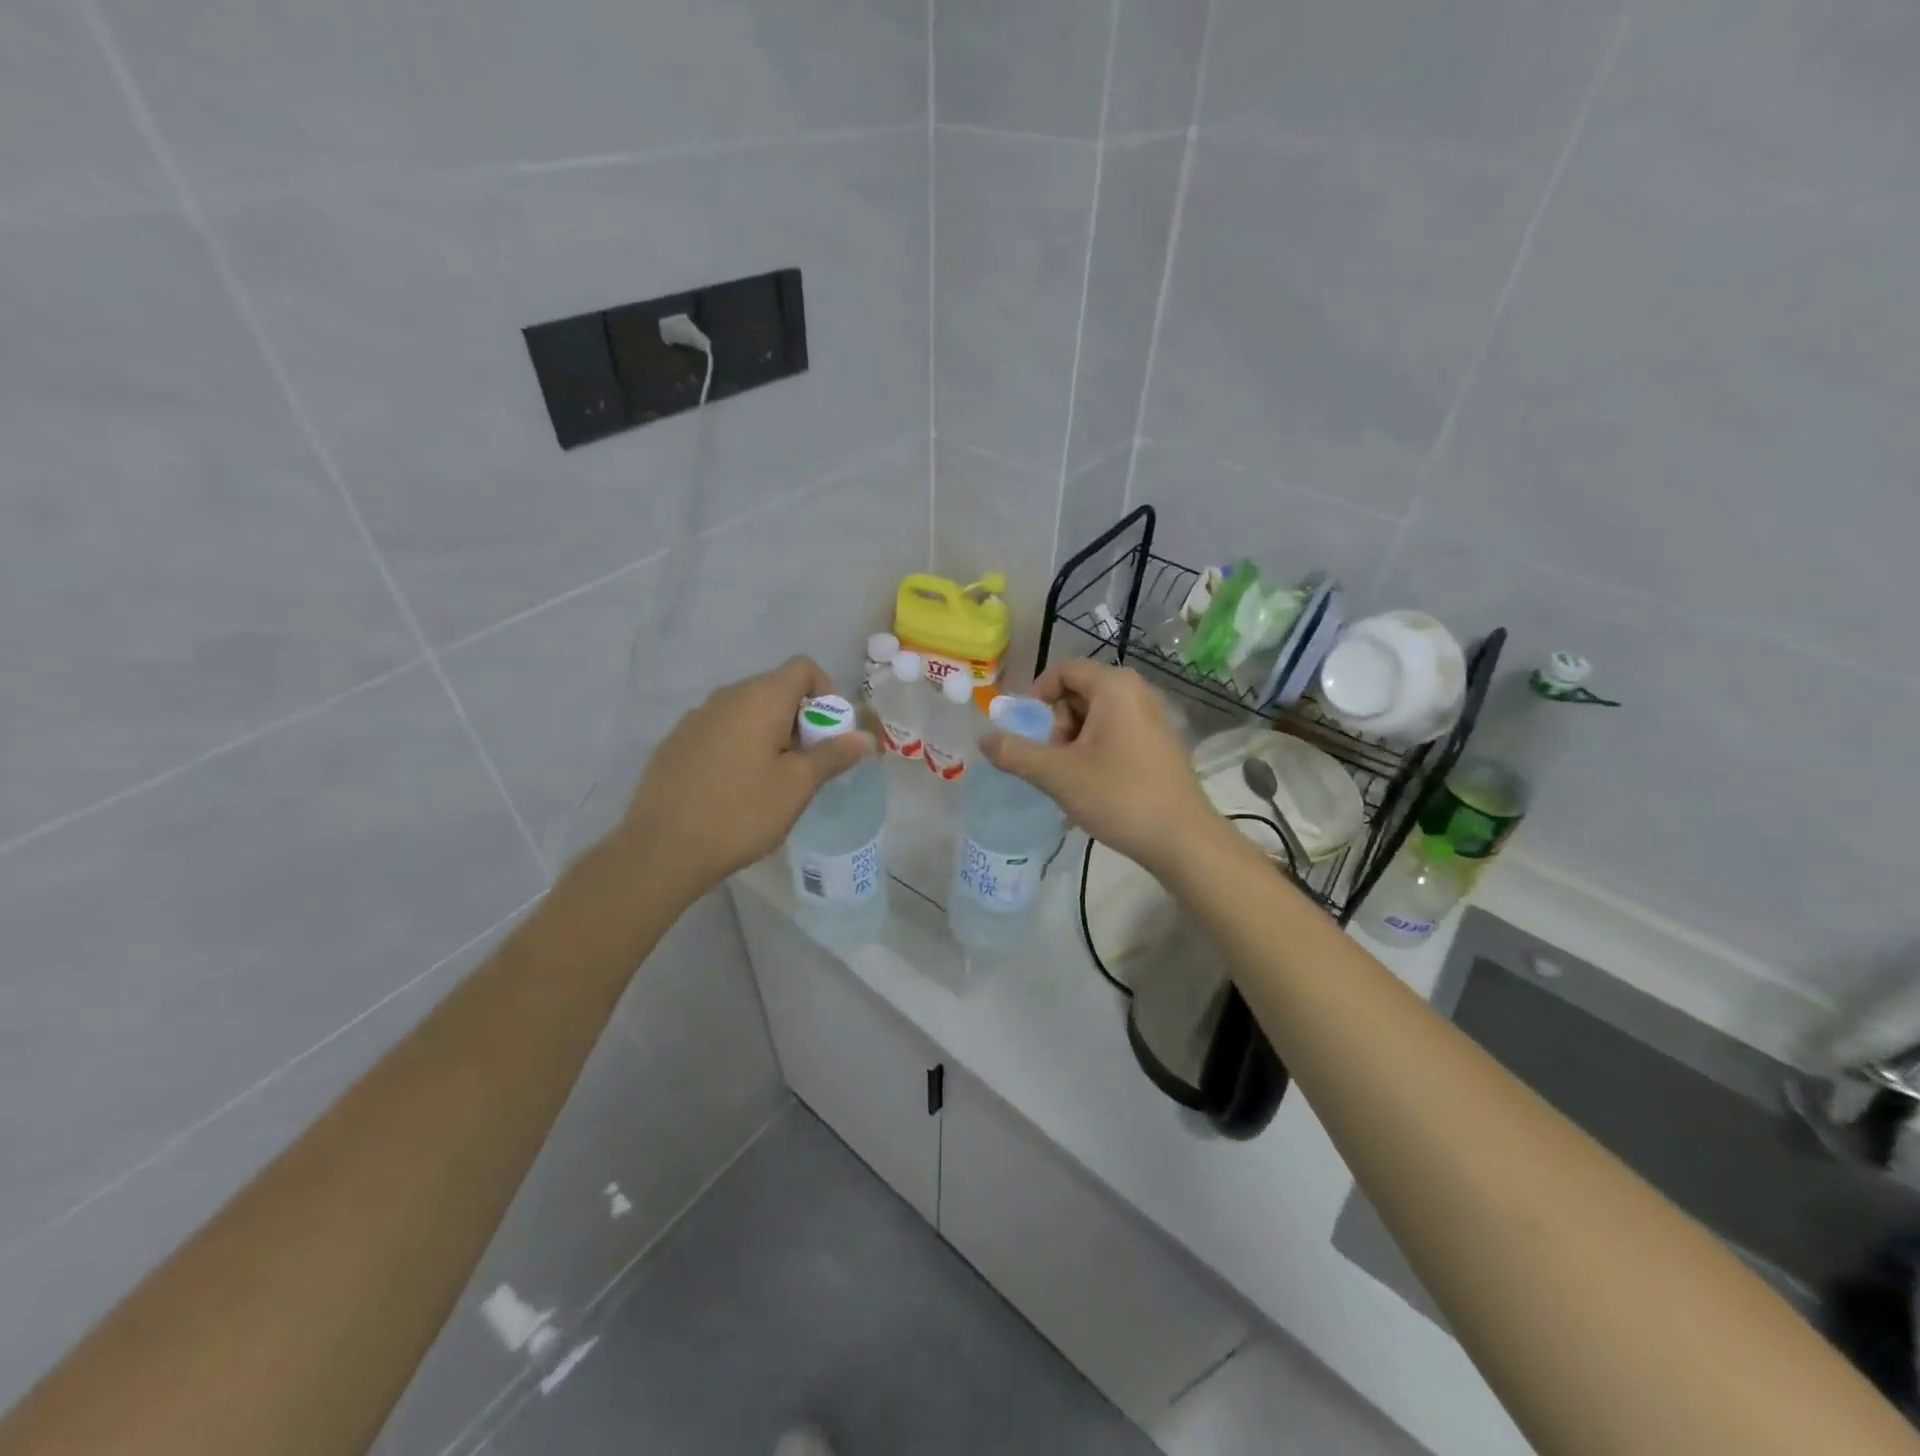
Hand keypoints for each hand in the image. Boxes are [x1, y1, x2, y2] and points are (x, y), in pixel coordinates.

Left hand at [616, 657, 873, 900]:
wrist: (662, 849)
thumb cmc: (741, 812)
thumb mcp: (798, 786)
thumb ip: (834, 755)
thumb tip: (867, 737)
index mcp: (759, 698)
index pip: (803, 668)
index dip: (826, 693)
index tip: (829, 735)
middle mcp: (725, 697)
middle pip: (775, 689)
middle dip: (800, 719)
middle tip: (806, 765)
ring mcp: (695, 718)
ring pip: (747, 712)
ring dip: (770, 734)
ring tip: (772, 780)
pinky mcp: (676, 742)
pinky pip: (721, 730)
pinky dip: (740, 746)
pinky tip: (735, 789)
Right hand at [978, 659, 1217, 876]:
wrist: (1182, 839)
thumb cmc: (1118, 796)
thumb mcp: (1057, 774)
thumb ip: (1015, 753)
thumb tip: (982, 738)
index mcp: (1114, 687)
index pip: (1063, 671)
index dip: (1037, 696)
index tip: (1028, 732)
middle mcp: (1137, 692)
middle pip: (1079, 692)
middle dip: (1057, 724)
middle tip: (1054, 761)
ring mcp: (1153, 718)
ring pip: (1097, 716)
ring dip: (1074, 741)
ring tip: (1072, 778)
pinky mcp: (1160, 743)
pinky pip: (1116, 732)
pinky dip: (1096, 751)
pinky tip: (1095, 785)